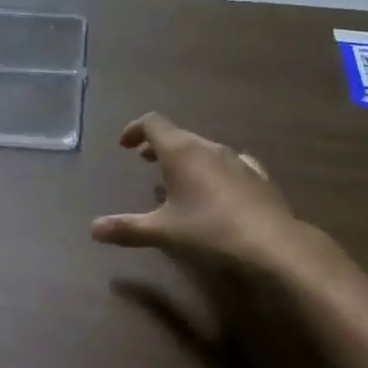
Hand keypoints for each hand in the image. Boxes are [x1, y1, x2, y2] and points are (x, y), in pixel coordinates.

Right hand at [90, 112, 352, 287]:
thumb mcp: (162, 232)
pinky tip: (219, 186)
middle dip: (158, 145)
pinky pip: (230, 163)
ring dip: (186, 157)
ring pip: (204, 148)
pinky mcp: (258, 177)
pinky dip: (214, 169)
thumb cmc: (209, 230)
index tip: (124, 145)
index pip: (153, 123)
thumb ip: (127, 228)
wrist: (273, 244)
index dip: (135, 129)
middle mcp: (208, 147)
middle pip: (178, 135)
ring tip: (177, 177)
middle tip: (144, 160)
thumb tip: (93, 229)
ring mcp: (236, 160)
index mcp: (180, 151)